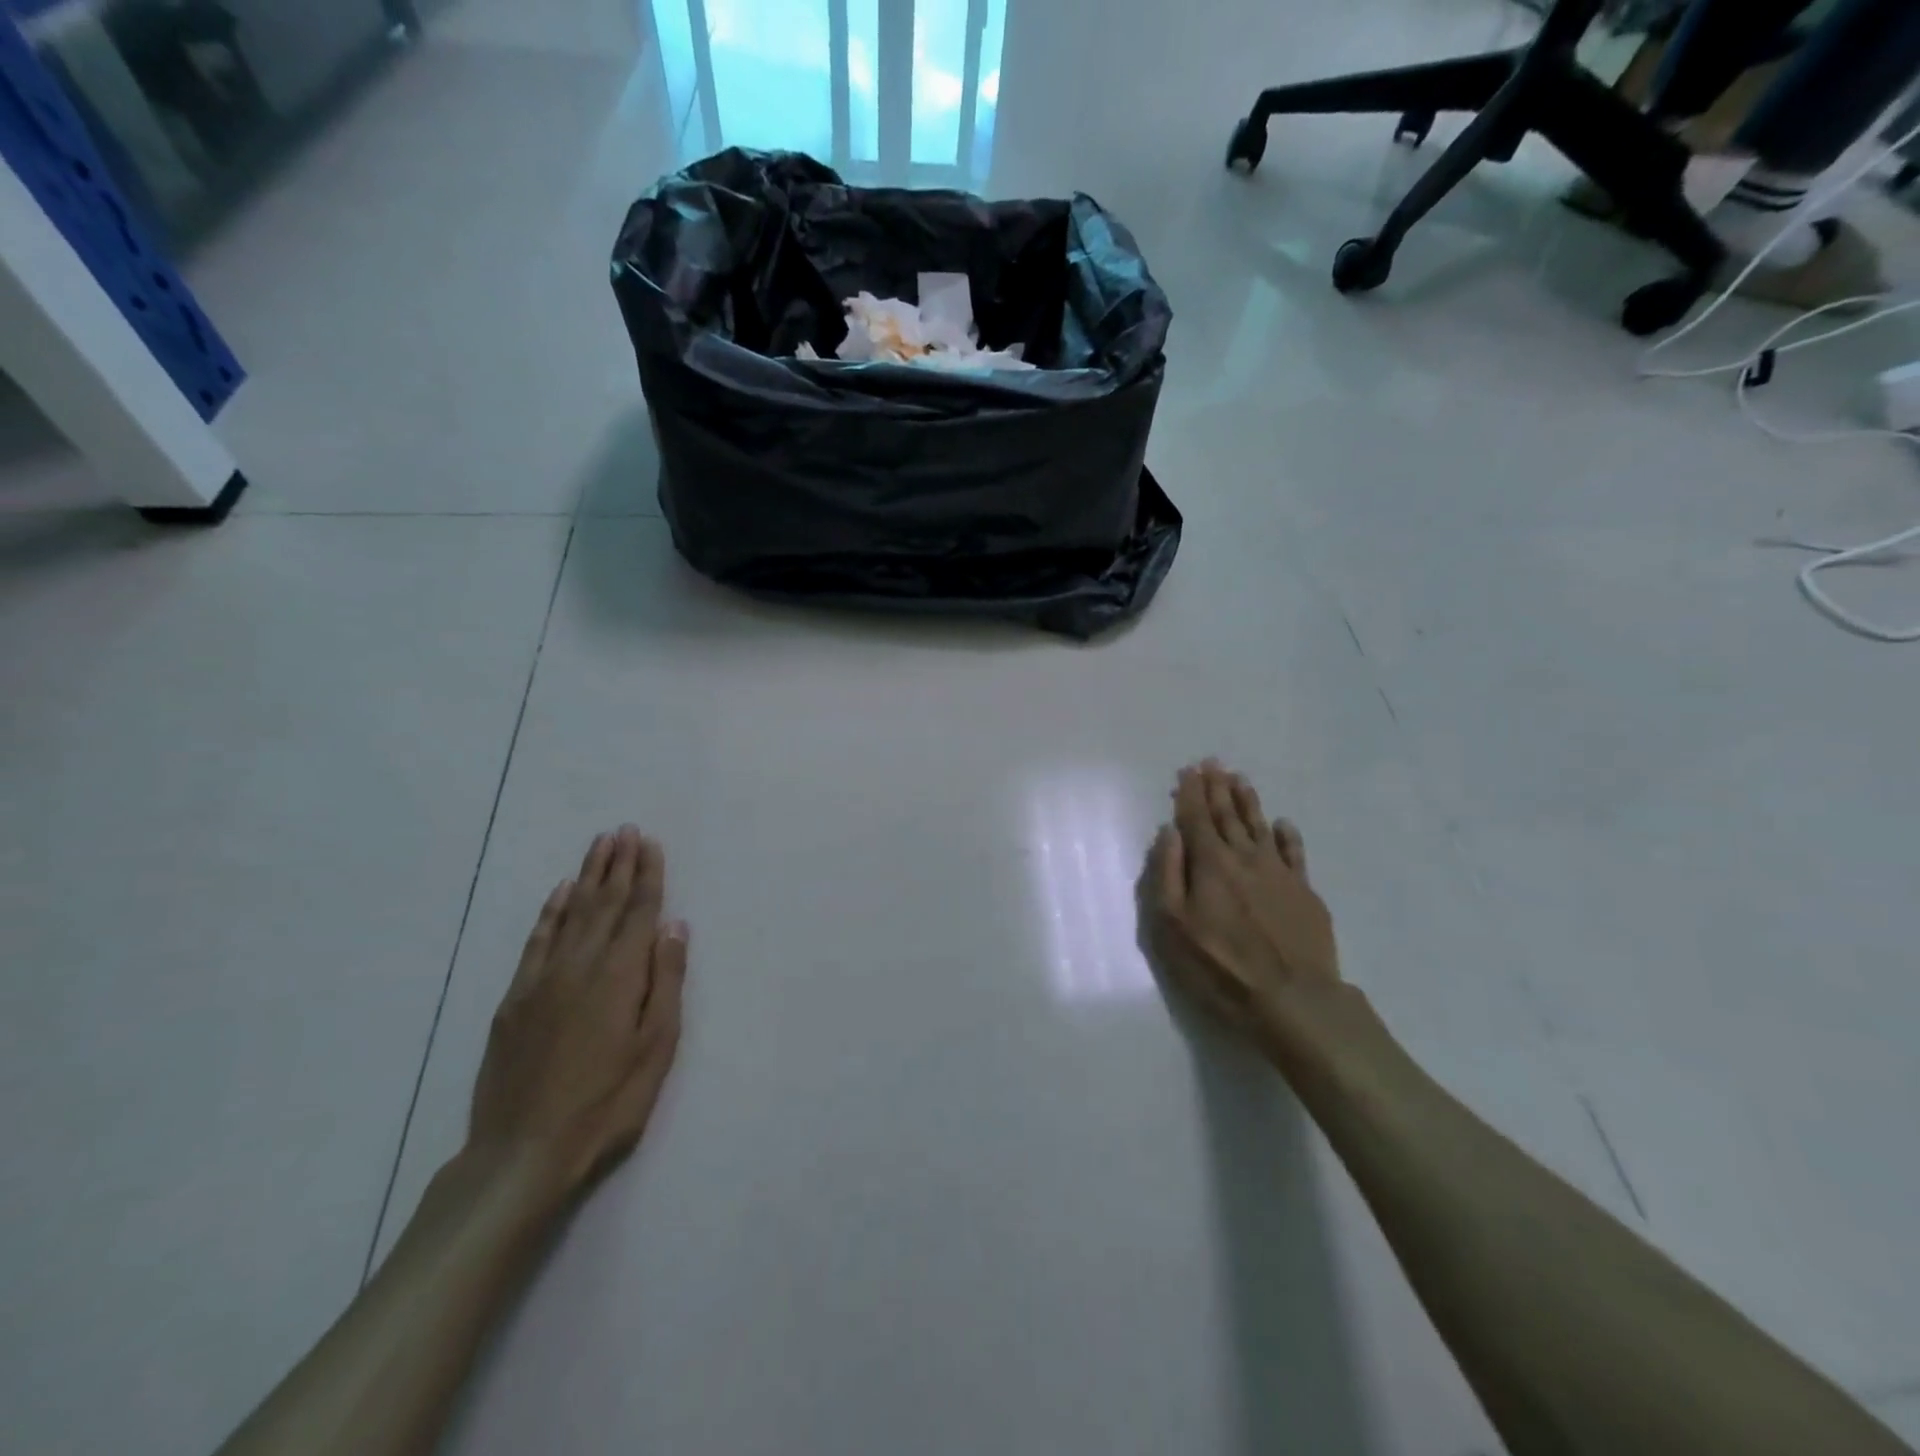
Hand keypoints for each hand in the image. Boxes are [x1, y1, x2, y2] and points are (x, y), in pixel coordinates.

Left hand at [467, 826, 686, 1201]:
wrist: (522, 1153)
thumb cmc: (606, 1104)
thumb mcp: (656, 1047)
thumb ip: (666, 981)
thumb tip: (675, 925)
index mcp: (619, 975)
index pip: (639, 911)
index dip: (647, 875)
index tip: (650, 843)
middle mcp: (580, 965)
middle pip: (604, 903)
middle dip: (618, 864)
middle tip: (626, 830)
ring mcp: (542, 980)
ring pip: (570, 913)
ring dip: (587, 876)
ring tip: (600, 845)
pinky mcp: (515, 999)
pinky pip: (536, 941)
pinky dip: (549, 912)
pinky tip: (559, 893)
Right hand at [1139, 761, 1341, 1065]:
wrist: (1294, 999)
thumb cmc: (1220, 966)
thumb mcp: (1173, 925)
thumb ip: (1168, 874)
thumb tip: (1169, 833)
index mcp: (1210, 864)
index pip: (1196, 819)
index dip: (1191, 794)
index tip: (1189, 770)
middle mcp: (1245, 858)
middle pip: (1228, 816)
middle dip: (1217, 788)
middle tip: (1213, 763)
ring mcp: (1279, 873)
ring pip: (1260, 827)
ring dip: (1248, 802)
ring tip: (1241, 780)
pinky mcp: (1305, 893)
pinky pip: (1295, 853)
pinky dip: (1288, 835)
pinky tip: (1284, 823)